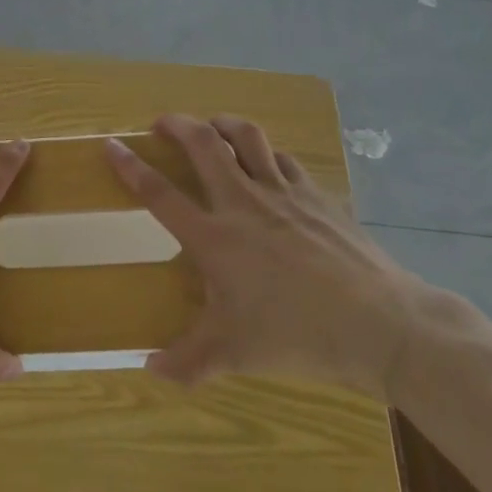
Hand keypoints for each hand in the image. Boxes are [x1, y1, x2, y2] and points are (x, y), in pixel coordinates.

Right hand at [105, 114, 430, 399]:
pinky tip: (268, 163)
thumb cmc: (297, 335)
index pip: (159, 193)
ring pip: (247, 138)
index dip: (130, 166)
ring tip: (213, 126)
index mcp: (214, 237)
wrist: (379, 324)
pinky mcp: (317, 195)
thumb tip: (150, 369)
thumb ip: (187, 362)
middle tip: (163, 122)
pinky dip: (268, 154)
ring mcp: (283, 193)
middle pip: (203, 145)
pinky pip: (285, 160)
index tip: (111, 144)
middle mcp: (243, 203)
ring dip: (223, 124)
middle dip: (177, 125)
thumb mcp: (235, 354)